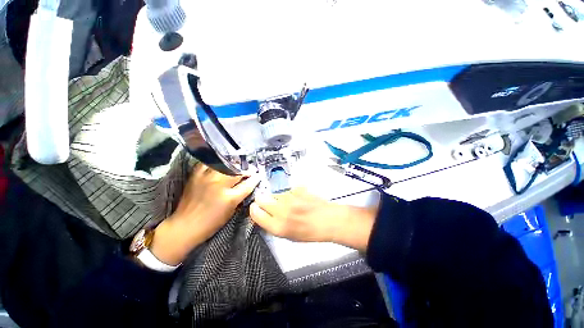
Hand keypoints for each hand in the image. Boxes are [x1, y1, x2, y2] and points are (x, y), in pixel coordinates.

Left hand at [151, 164, 259, 264]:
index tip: (258, 175)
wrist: (185, 225)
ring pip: (224, 165)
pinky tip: (219, 165)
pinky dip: (215, 163)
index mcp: (229, 198)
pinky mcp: (196, 176)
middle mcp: (219, 185)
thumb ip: (239, 197)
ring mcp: (207, 178)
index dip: (255, 179)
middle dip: (246, 171)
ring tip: (236, 166)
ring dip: (233, 165)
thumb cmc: (211, 223)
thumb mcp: (230, 212)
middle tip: (248, 171)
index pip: (247, 184)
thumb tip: (247, 186)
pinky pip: (208, 164)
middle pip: (237, 172)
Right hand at [250, 188, 377, 251]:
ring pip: (275, 194)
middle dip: (262, 200)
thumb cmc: (310, 232)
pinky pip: (287, 190)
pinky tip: (298, 199)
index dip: (254, 210)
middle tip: (267, 202)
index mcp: (278, 227)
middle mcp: (282, 211)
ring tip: (289, 203)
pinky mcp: (297, 189)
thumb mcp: (289, 236)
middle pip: (262, 199)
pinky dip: (289, 194)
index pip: (256, 214)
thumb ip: (274, 224)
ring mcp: (290, 198)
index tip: (255, 208)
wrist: (329, 220)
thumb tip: (264, 214)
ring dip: (277, 197)